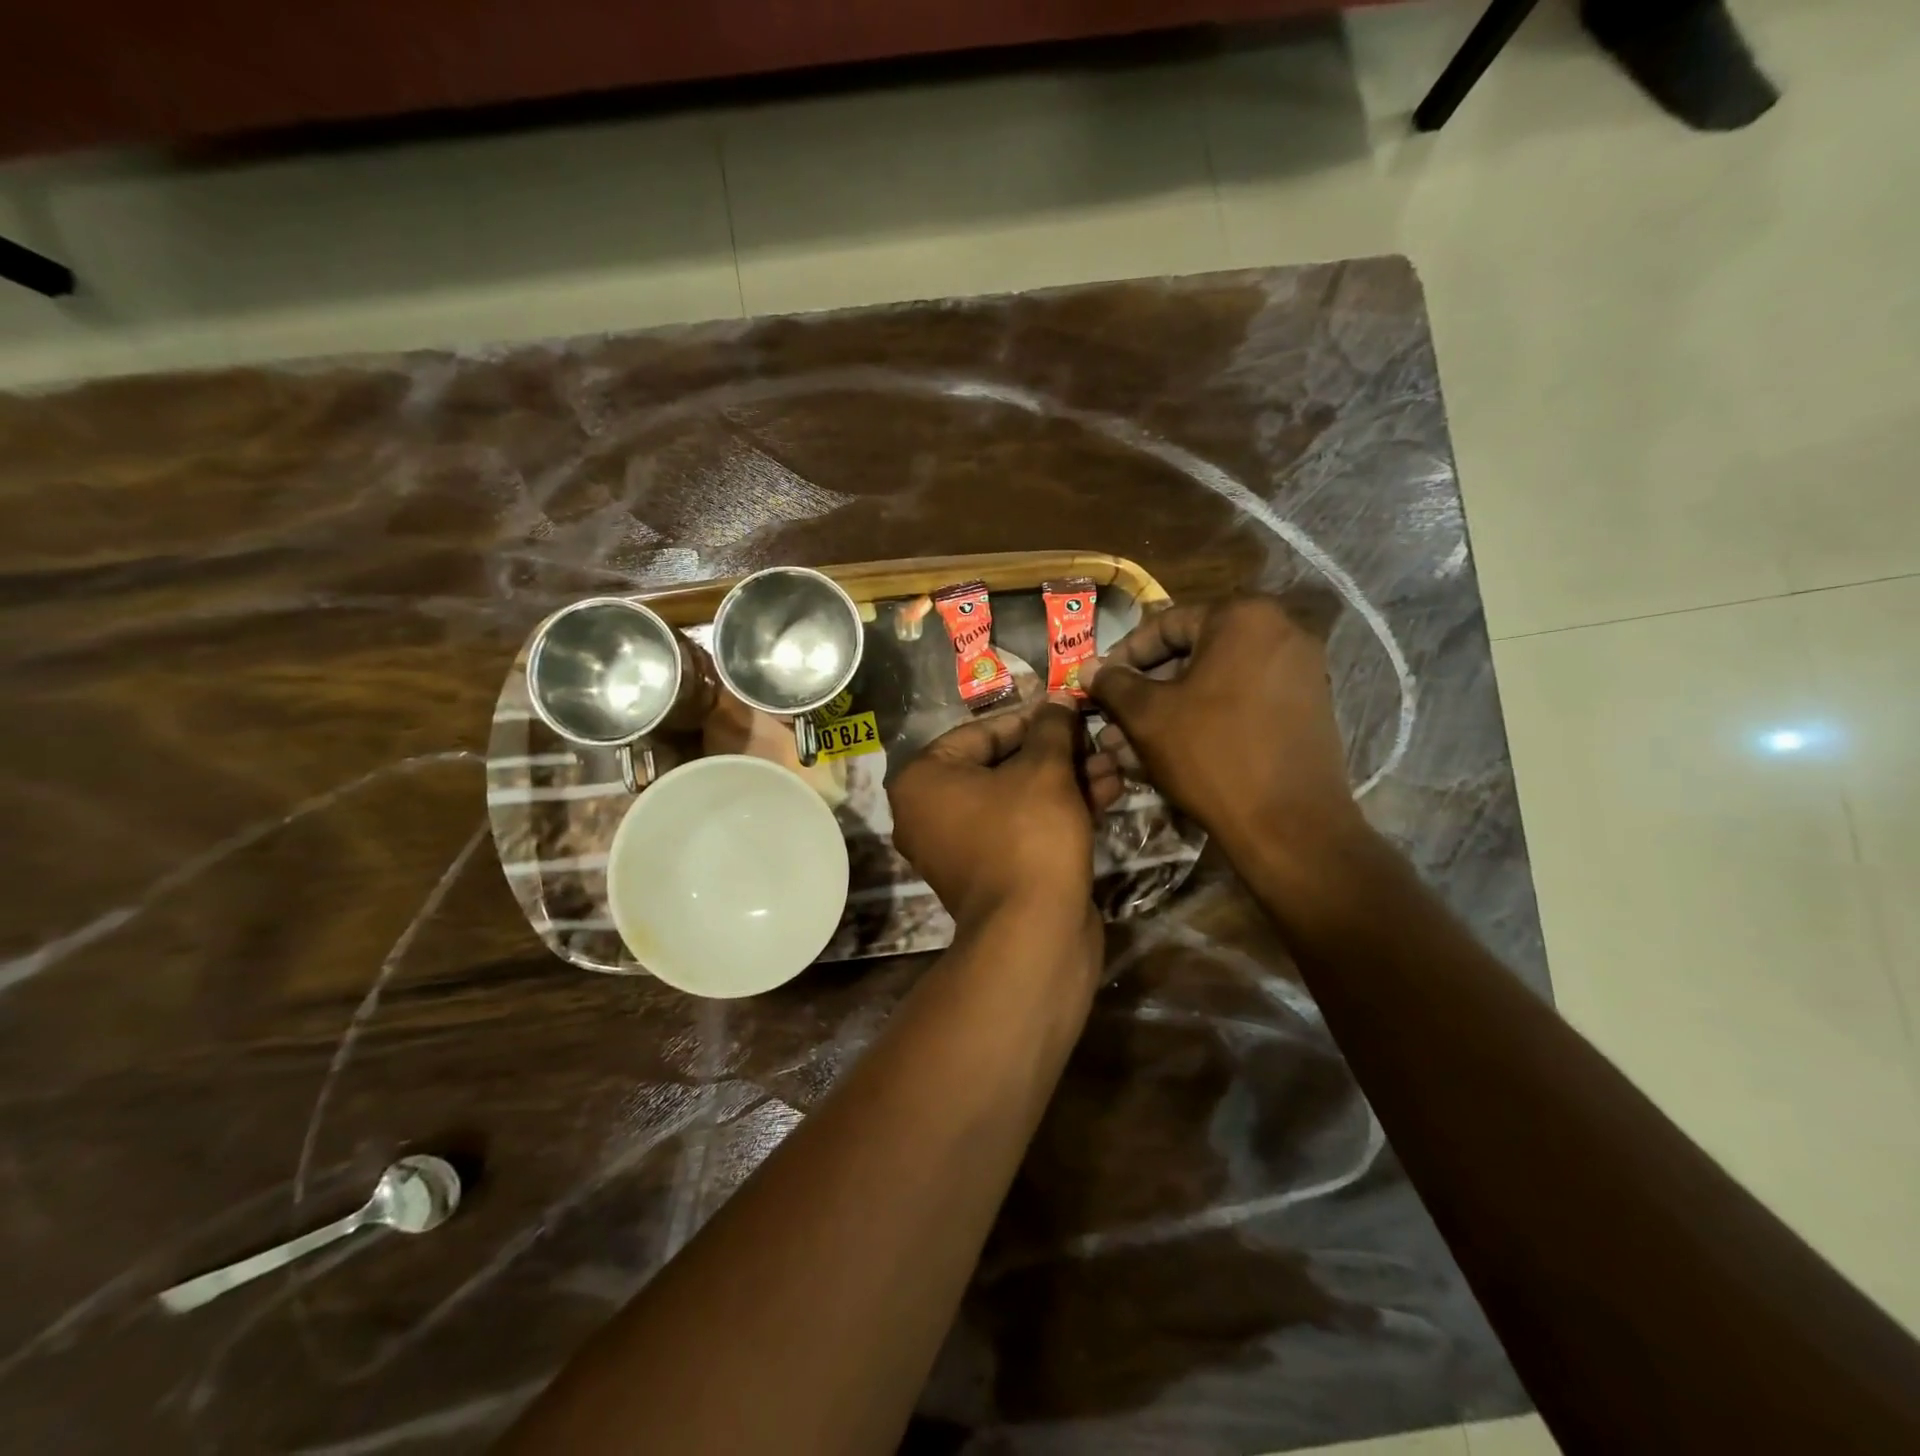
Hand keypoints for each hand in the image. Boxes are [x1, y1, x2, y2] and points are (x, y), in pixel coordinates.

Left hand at [888, 696, 1119, 931]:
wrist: (1034, 933)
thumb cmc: (1029, 835)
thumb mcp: (1045, 770)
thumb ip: (1051, 728)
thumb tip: (1058, 700)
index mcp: (922, 780)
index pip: (981, 731)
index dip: (1033, 718)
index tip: (1070, 710)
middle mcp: (929, 812)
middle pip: (1001, 765)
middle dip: (1057, 752)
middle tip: (1095, 738)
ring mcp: (959, 846)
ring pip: (1018, 797)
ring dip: (1067, 779)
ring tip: (1113, 764)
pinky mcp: (990, 872)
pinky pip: (1022, 827)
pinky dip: (1058, 810)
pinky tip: (1107, 793)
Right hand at [1083, 595, 1364, 867]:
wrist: (1291, 826)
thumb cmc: (1211, 755)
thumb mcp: (1148, 717)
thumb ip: (1114, 684)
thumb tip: (1090, 668)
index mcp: (1243, 617)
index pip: (1165, 624)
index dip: (1123, 655)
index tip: (1098, 684)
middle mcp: (1281, 631)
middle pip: (1193, 653)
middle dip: (1146, 688)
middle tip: (1112, 718)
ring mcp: (1301, 671)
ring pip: (1215, 682)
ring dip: (1170, 708)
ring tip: (1131, 743)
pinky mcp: (1307, 708)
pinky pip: (1242, 701)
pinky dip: (1205, 719)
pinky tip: (1171, 752)